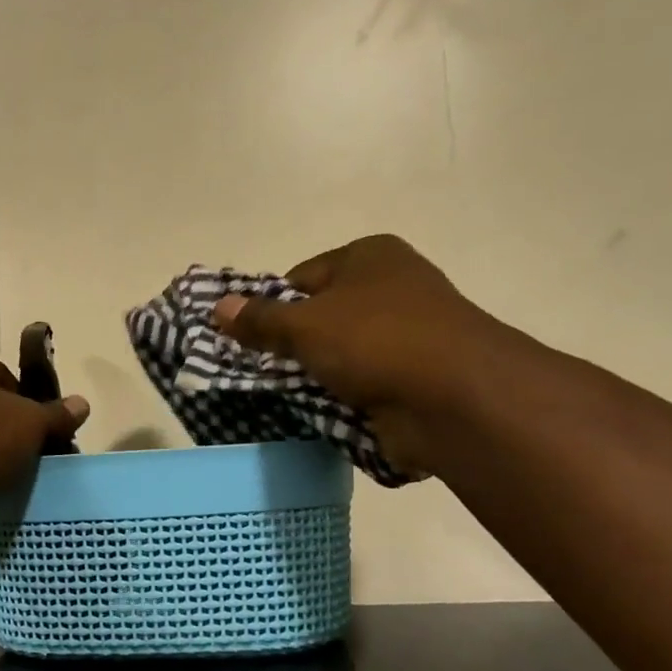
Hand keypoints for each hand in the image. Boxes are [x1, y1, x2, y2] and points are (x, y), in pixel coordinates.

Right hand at [212, 235, 502, 477]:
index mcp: (369, 257)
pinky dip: (345, 398)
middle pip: (323, 317)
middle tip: (263, 373)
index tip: (251, 341)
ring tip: (289, 398)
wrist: (455, 399)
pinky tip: (323, 414)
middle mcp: (392, 287)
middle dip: (293, 347)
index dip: (272, 308)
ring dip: (318, 377)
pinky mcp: (416, 377)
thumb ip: (259, 320)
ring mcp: (409, 334)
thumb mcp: (305, 326)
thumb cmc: (375, 341)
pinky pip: (365, 384)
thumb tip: (217, 307)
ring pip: (342, 355)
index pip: (301, 278)